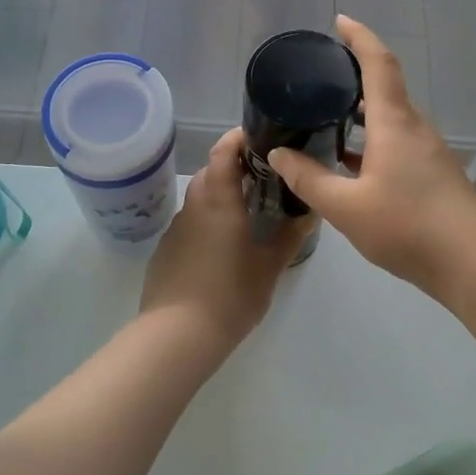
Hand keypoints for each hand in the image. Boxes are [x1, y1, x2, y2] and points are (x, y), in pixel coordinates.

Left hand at [140, 129, 309, 344]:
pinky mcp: (165, 251)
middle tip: (265, 180)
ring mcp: (176, 228)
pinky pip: (190, 225)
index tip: (261, 138)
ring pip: (200, 199)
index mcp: (219, 199)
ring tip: (248, 215)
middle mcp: (194, 205)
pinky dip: (207, 224)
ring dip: (221, 198)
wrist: (176, 336)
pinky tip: (222, 250)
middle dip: (236, 169)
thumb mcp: (269, 267)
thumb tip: (309, 213)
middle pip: (212, 172)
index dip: (239, 138)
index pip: (224, 150)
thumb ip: (290, 236)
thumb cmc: (230, 295)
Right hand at [268, 15, 475, 298]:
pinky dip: (372, 140)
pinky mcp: (433, 172)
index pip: (378, 63)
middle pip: (385, 87)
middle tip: (318, 78)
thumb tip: (278, 154)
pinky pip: (397, 141)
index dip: (359, 37)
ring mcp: (428, 150)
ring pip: (390, 118)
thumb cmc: (407, 226)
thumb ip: (309, 178)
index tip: (339, 22)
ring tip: (326, 117)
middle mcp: (414, 127)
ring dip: (361, 112)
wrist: (471, 262)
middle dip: (354, 75)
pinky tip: (350, 163)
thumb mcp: (345, 206)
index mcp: (394, 122)